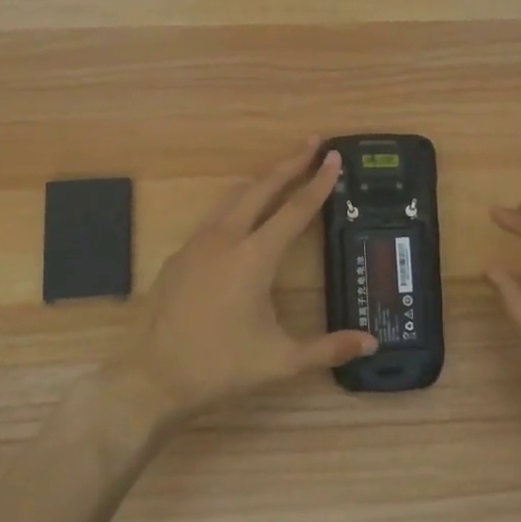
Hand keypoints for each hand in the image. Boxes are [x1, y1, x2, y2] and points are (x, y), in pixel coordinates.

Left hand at [109, 139, 377, 430]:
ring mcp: (198, 243)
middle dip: (290, 163)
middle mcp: (226, 238)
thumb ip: (328, 348)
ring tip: (283, 171)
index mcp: (254, 257)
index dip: (319, 182)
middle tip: (313, 143)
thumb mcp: (279, 362)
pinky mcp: (180, 255)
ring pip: (235, 196)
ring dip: (262, 180)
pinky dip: (239, 203)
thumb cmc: (218, 367)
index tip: (334, 157)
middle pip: (262, 187)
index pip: (296, 209)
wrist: (148, 378)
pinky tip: (244, 217)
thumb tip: (371, 344)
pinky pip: (215, 216)